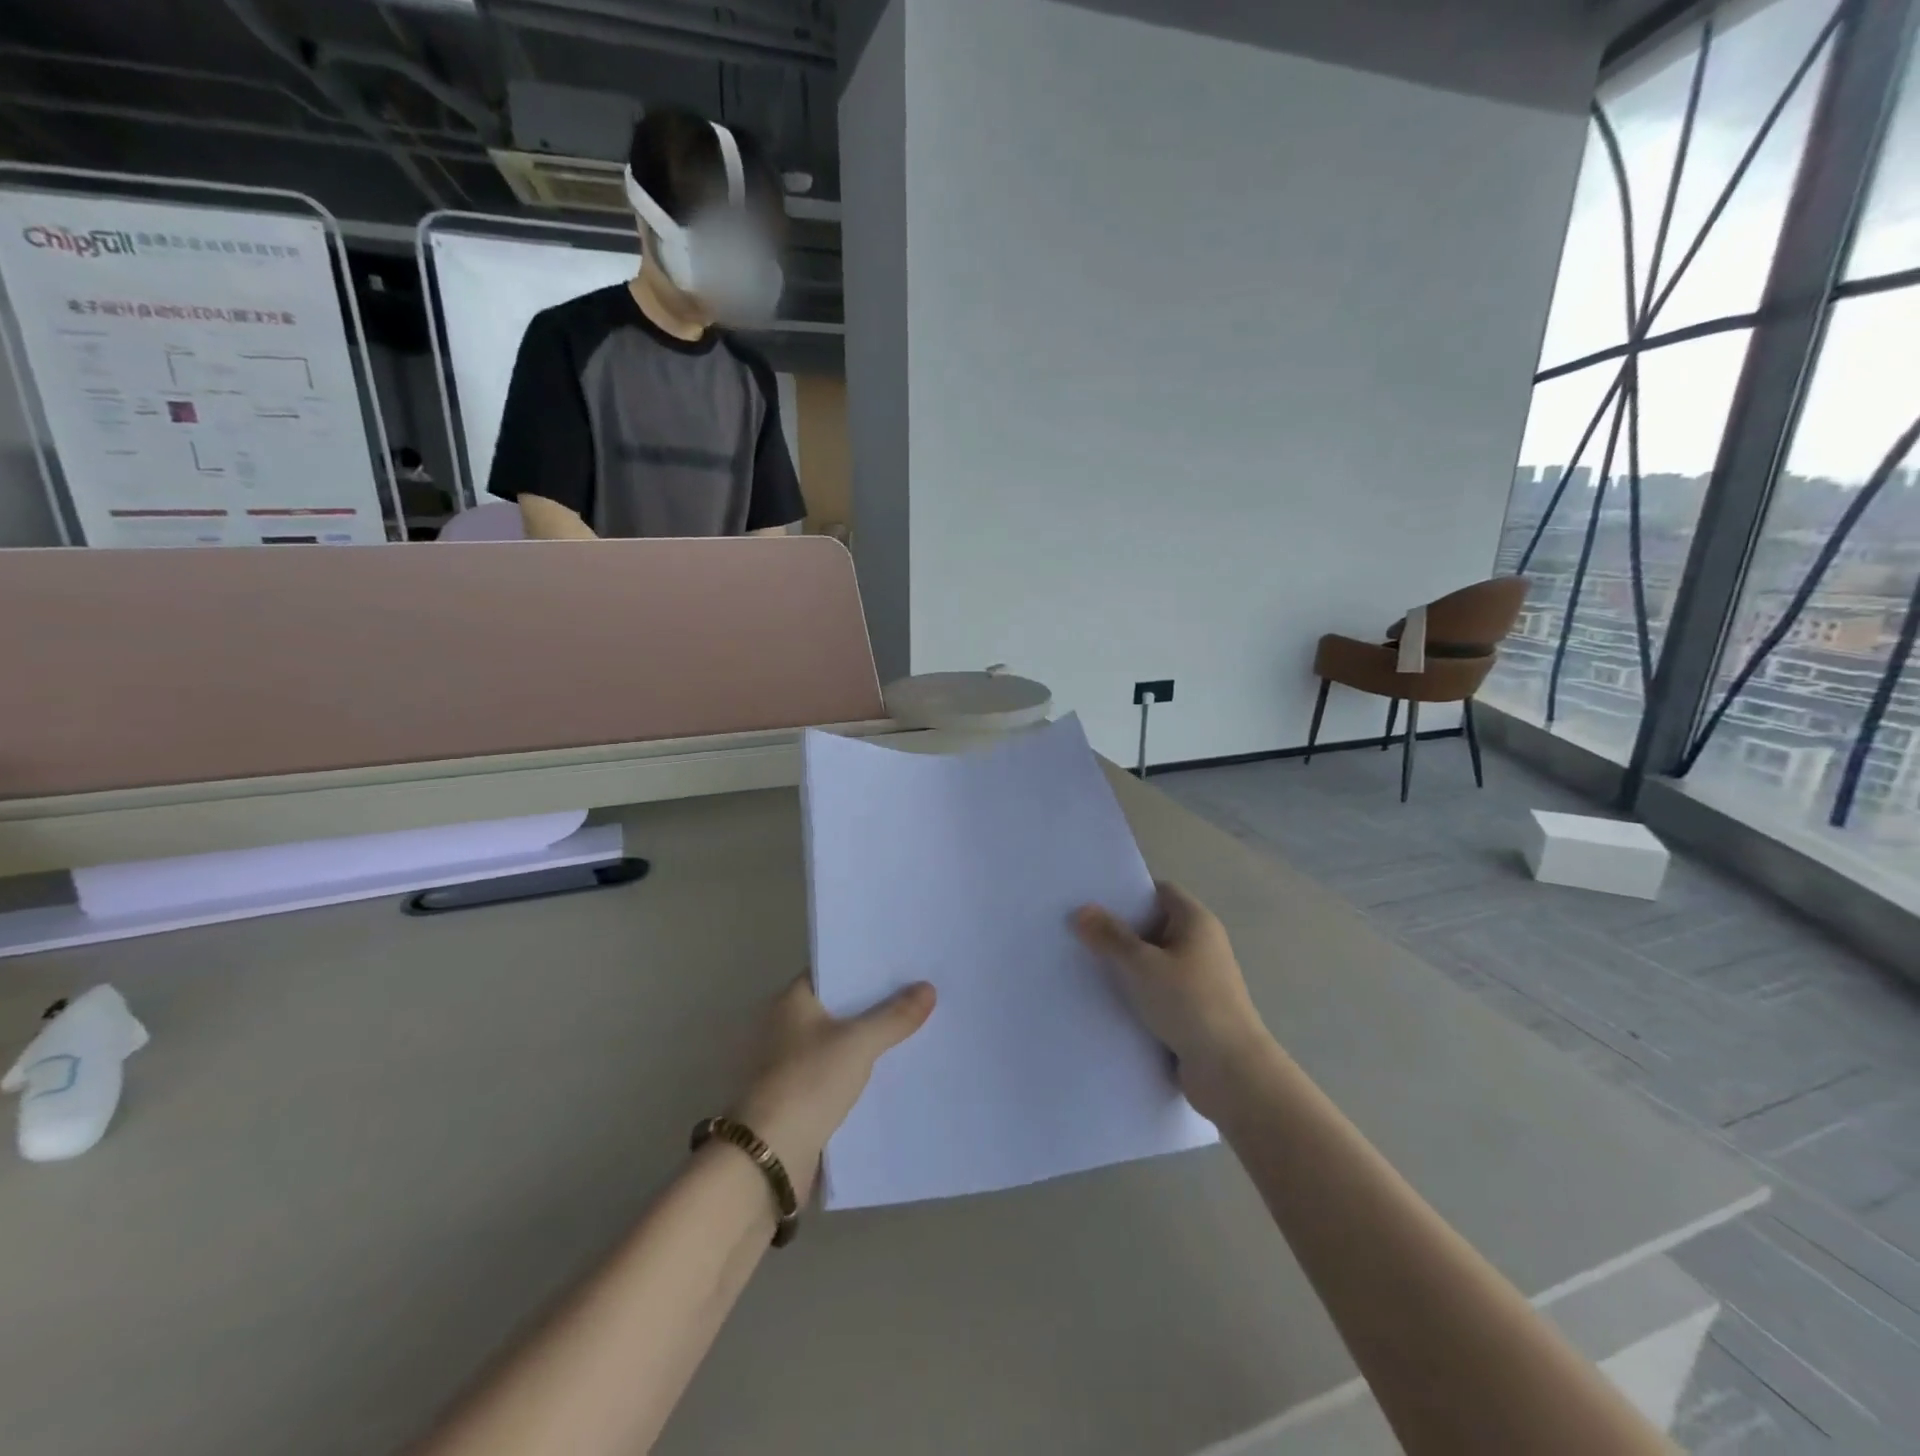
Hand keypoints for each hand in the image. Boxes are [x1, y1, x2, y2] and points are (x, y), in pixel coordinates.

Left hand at [731, 976, 935, 1203]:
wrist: (771, 1155)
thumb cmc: (808, 1082)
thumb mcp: (859, 1043)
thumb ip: (894, 1017)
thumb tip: (928, 988)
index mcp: (791, 1001)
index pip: (833, 972)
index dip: (866, 967)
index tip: (902, 965)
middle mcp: (786, 1025)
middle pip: (839, 1007)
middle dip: (875, 1005)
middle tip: (918, 994)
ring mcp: (790, 1063)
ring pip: (840, 1041)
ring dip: (869, 1040)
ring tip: (914, 1029)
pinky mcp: (799, 1096)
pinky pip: (838, 1072)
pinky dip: (860, 1070)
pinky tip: (892, 1070)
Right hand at [1074, 884, 1277, 1117]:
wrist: (1231, 1073)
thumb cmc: (1189, 1004)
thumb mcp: (1141, 965)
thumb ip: (1109, 936)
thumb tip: (1082, 910)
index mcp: (1196, 922)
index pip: (1159, 891)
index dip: (1128, 892)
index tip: (1093, 900)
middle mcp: (1201, 945)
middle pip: (1153, 926)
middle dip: (1119, 930)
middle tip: (1078, 932)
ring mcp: (1198, 980)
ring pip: (1153, 962)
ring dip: (1125, 966)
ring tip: (1083, 965)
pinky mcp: (1192, 1011)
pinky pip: (1157, 992)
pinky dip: (1136, 994)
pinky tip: (1105, 1001)